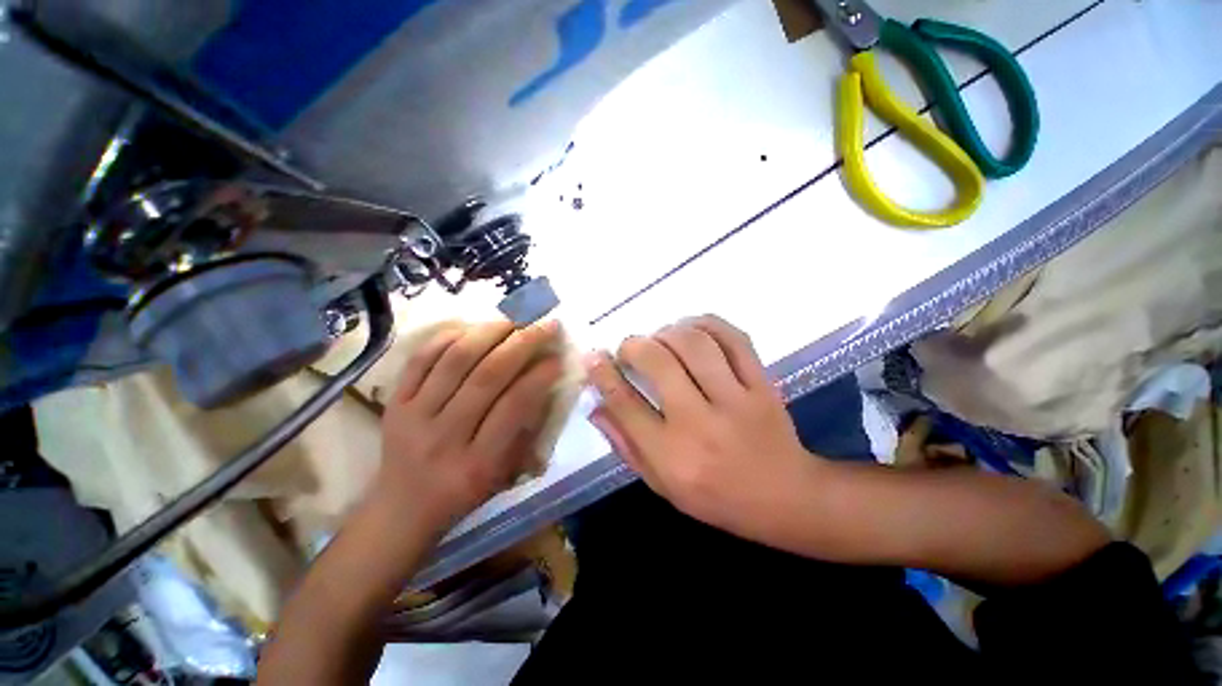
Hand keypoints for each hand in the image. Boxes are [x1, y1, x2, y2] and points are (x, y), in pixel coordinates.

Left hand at [376, 320, 563, 531]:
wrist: (401, 509)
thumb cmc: (464, 493)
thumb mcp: (505, 473)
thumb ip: (526, 429)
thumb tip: (544, 382)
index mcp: (478, 463)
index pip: (514, 406)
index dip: (540, 376)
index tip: (557, 357)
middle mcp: (444, 436)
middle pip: (487, 376)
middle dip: (523, 344)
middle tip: (545, 326)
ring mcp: (413, 416)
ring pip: (456, 360)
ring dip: (490, 332)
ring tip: (513, 320)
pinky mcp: (394, 402)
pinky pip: (421, 358)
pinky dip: (449, 336)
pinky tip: (473, 328)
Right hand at [584, 315, 816, 539]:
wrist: (786, 497)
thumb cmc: (717, 498)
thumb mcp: (662, 485)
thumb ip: (627, 445)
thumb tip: (597, 407)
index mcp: (672, 456)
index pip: (625, 404)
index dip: (603, 374)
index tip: (594, 356)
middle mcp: (701, 423)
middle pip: (658, 363)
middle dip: (634, 345)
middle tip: (629, 347)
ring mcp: (736, 399)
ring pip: (695, 344)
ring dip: (668, 332)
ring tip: (660, 338)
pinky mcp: (762, 384)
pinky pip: (734, 339)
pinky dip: (707, 324)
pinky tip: (692, 328)